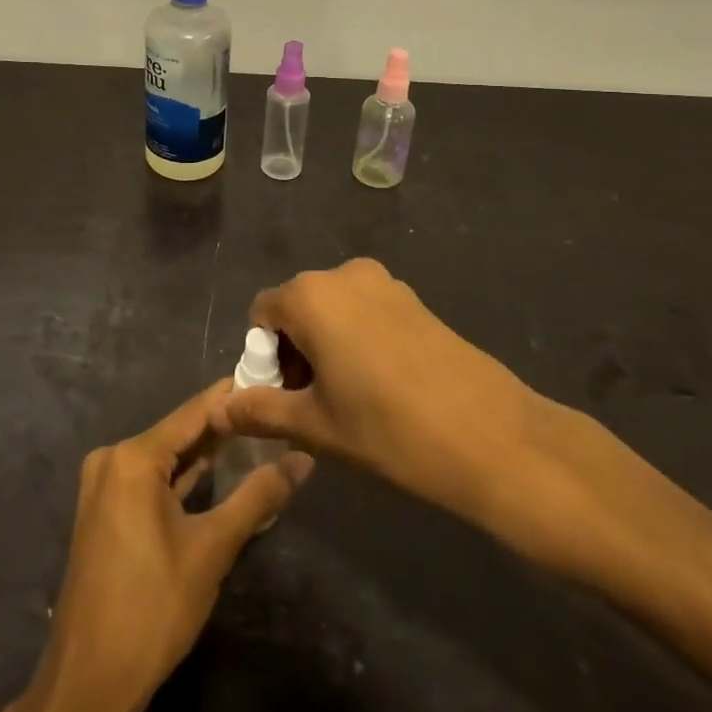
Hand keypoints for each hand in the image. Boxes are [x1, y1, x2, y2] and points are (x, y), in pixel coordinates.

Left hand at [0, 385, 313, 711]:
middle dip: (226, 426)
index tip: (273, 379)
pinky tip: (221, 473)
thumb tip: (303, 458)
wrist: (89, 681)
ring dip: (207, 453)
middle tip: (274, 411)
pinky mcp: (106, 510)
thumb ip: (258, 497)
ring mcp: (104, 485)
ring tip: (259, 436)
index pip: (194, 412)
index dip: (234, 396)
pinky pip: (152, 480)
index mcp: (133, 457)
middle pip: (180, 432)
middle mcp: (113, 459)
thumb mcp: (213, 550)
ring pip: (167, 458)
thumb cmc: (153, 609)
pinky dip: (184, 479)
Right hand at [211, 258, 613, 579]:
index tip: (284, 400)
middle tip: (314, 405)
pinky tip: (383, 387)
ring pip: (333, 311)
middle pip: (297, 308)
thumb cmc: (388, 430)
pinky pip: (366, 312)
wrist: (492, 436)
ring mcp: (385, 283)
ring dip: (326, 347)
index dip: (263, 358)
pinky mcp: (415, 300)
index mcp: (311, 295)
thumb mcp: (315, 426)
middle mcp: (344, 275)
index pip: (261, 314)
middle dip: (294, 352)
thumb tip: (219, 407)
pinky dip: (358, 341)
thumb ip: (260, 410)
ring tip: (349, 401)